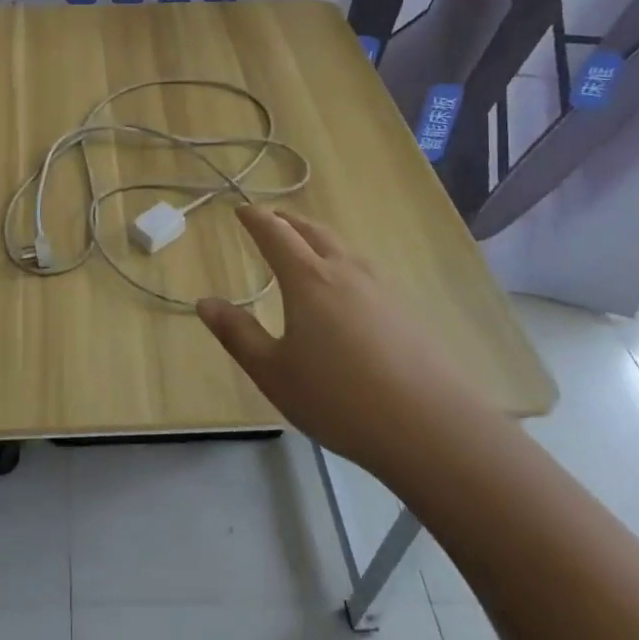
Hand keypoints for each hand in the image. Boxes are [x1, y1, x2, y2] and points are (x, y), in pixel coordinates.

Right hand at [197, 207, 485, 469]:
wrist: (433, 429)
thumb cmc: (340, 399)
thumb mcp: (274, 373)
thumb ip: (237, 334)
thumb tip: (205, 302)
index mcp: (308, 279)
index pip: (276, 233)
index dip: (256, 218)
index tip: (242, 210)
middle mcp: (345, 272)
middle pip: (313, 231)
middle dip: (288, 221)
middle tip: (271, 219)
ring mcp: (382, 289)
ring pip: (343, 249)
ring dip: (318, 239)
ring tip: (305, 249)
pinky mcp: (406, 312)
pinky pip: (364, 272)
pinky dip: (342, 264)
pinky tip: (345, 292)